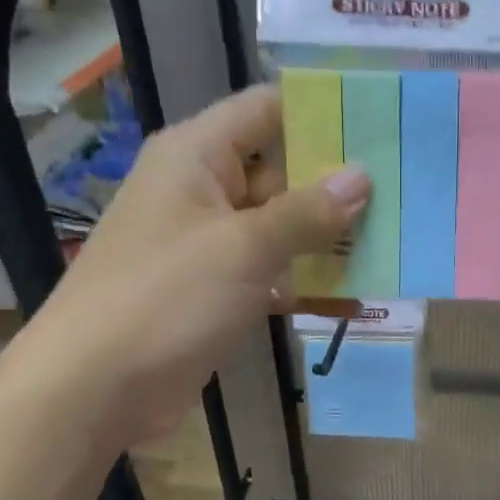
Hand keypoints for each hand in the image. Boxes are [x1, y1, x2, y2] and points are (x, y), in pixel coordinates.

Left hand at [14, 86, 369, 447]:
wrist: (94, 389)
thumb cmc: (166, 299)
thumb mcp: (244, 248)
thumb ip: (307, 212)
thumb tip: (362, 176)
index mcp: (197, 156)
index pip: (267, 110)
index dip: (321, 112)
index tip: (381, 125)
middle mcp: (203, 190)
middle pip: (281, 170)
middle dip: (338, 184)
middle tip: (405, 191)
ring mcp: (210, 244)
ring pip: (281, 227)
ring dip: (328, 238)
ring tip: (395, 242)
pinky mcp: (216, 290)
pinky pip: (271, 272)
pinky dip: (306, 283)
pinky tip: (356, 300)